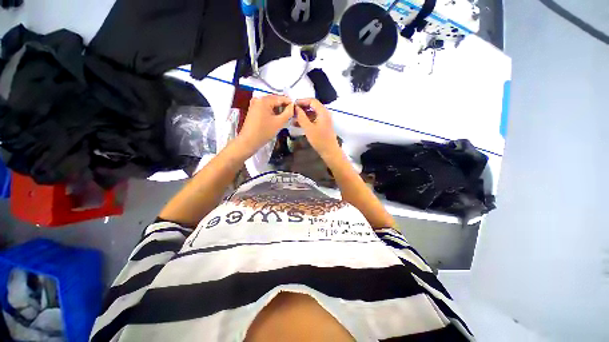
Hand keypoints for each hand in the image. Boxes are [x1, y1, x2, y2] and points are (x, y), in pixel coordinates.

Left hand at [239, 95, 293, 152]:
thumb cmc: (264, 132)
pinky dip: (272, 113)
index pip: (281, 98)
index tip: (297, 110)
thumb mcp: (279, 123)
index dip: (290, 103)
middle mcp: (258, 99)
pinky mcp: (254, 110)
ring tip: (286, 118)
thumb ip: (288, 113)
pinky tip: (277, 119)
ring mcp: (255, 104)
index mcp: (264, 100)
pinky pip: (266, 109)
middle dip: (284, 107)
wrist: (248, 141)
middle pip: (275, 101)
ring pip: (271, 105)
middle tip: (292, 115)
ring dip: (279, 110)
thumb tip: (293, 106)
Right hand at [294, 98, 340, 158]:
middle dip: (301, 109)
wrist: (329, 151)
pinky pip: (313, 120)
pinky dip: (306, 121)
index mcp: (323, 112)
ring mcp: (324, 120)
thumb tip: (295, 107)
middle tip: (292, 112)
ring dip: (302, 115)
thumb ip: (301, 117)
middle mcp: (324, 114)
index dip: (302, 101)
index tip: (293, 105)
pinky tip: (298, 125)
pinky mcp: (322, 126)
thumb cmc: (319, 140)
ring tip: (292, 120)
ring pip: (312, 114)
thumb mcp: (308, 128)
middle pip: (312, 107)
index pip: (312, 101)